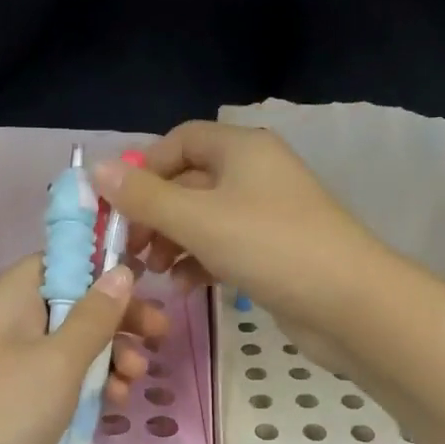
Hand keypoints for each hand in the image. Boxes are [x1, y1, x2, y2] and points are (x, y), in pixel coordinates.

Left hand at [0, 256, 167, 443]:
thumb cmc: (5, 413)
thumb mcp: (58, 360)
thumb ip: (95, 316)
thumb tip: (120, 270)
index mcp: (8, 303)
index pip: (55, 265)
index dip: (96, 269)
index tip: (140, 281)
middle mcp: (11, 331)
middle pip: (73, 308)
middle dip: (118, 320)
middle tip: (160, 334)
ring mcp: (18, 375)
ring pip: (76, 352)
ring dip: (112, 359)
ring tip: (137, 378)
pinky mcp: (27, 414)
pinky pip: (68, 389)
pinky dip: (95, 391)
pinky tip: (119, 404)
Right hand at [90, 121, 382, 366]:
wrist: (348, 303)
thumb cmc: (269, 246)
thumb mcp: (198, 219)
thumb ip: (144, 197)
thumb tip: (96, 169)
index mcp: (241, 149)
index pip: (181, 140)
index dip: (145, 167)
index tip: (118, 205)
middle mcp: (254, 173)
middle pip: (189, 182)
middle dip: (155, 214)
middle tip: (129, 250)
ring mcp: (266, 214)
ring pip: (203, 219)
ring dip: (172, 242)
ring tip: (150, 273)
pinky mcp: (272, 251)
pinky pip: (223, 246)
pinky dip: (199, 261)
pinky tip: (182, 287)